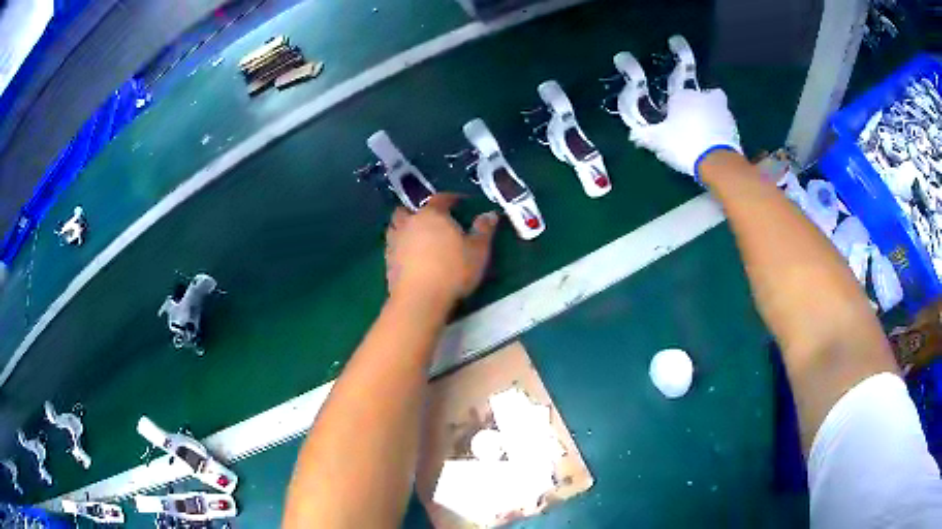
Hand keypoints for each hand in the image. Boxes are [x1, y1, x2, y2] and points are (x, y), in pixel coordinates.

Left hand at [385, 194, 498, 307]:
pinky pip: (393, 246)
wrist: (419, 298)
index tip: (460, 202)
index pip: (441, 198)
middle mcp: (409, 222)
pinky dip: (401, 247)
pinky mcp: (387, 261)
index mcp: (432, 214)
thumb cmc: (452, 271)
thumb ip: (483, 230)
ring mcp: (395, 241)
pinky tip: (410, 256)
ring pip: (396, 226)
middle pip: (409, 209)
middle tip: (432, 220)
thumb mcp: (477, 251)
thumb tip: (490, 214)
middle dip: (419, 211)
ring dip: (405, 227)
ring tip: (418, 237)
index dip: (451, 198)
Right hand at [629, 88, 741, 178]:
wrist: (718, 161)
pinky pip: (724, 125)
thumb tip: (633, 134)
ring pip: (713, 110)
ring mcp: (722, 110)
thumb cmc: (685, 144)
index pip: (676, 99)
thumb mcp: (659, 142)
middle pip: (697, 101)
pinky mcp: (735, 126)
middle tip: (690, 127)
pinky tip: (715, 145)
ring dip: (710, 119)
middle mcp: (703, 97)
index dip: (674, 112)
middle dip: (695, 110)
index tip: (672, 125)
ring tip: (704, 137)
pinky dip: (720, 132)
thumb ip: (646, 136)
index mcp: (683, 96)